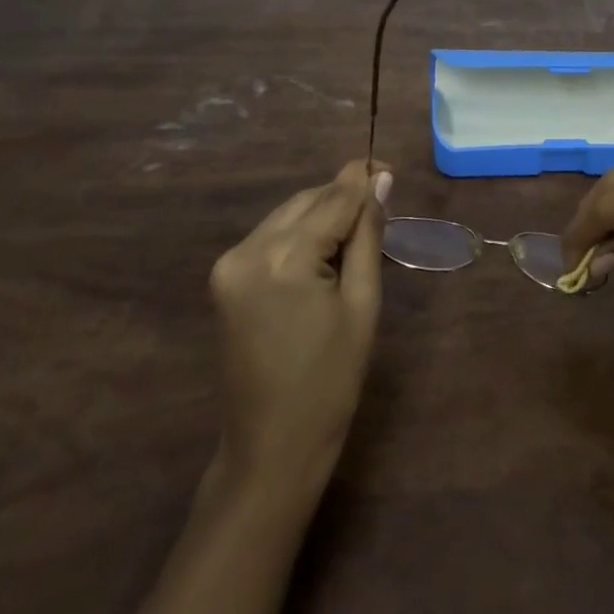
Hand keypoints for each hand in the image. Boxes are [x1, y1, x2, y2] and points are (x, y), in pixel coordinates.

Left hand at [206, 160, 390, 500]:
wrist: (270, 448)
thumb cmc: (330, 381)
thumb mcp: (362, 304)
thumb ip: (367, 236)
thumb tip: (380, 182)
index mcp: (283, 258)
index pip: (333, 199)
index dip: (363, 179)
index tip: (389, 166)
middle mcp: (247, 250)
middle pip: (306, 201)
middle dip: (342, 196)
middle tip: (381, 200)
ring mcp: (228, 265)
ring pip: (287, 215)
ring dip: (321, 213)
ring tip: (357, 228)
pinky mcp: (224, 279)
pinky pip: (270, 237)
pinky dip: (300, 233)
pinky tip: (324, 249)